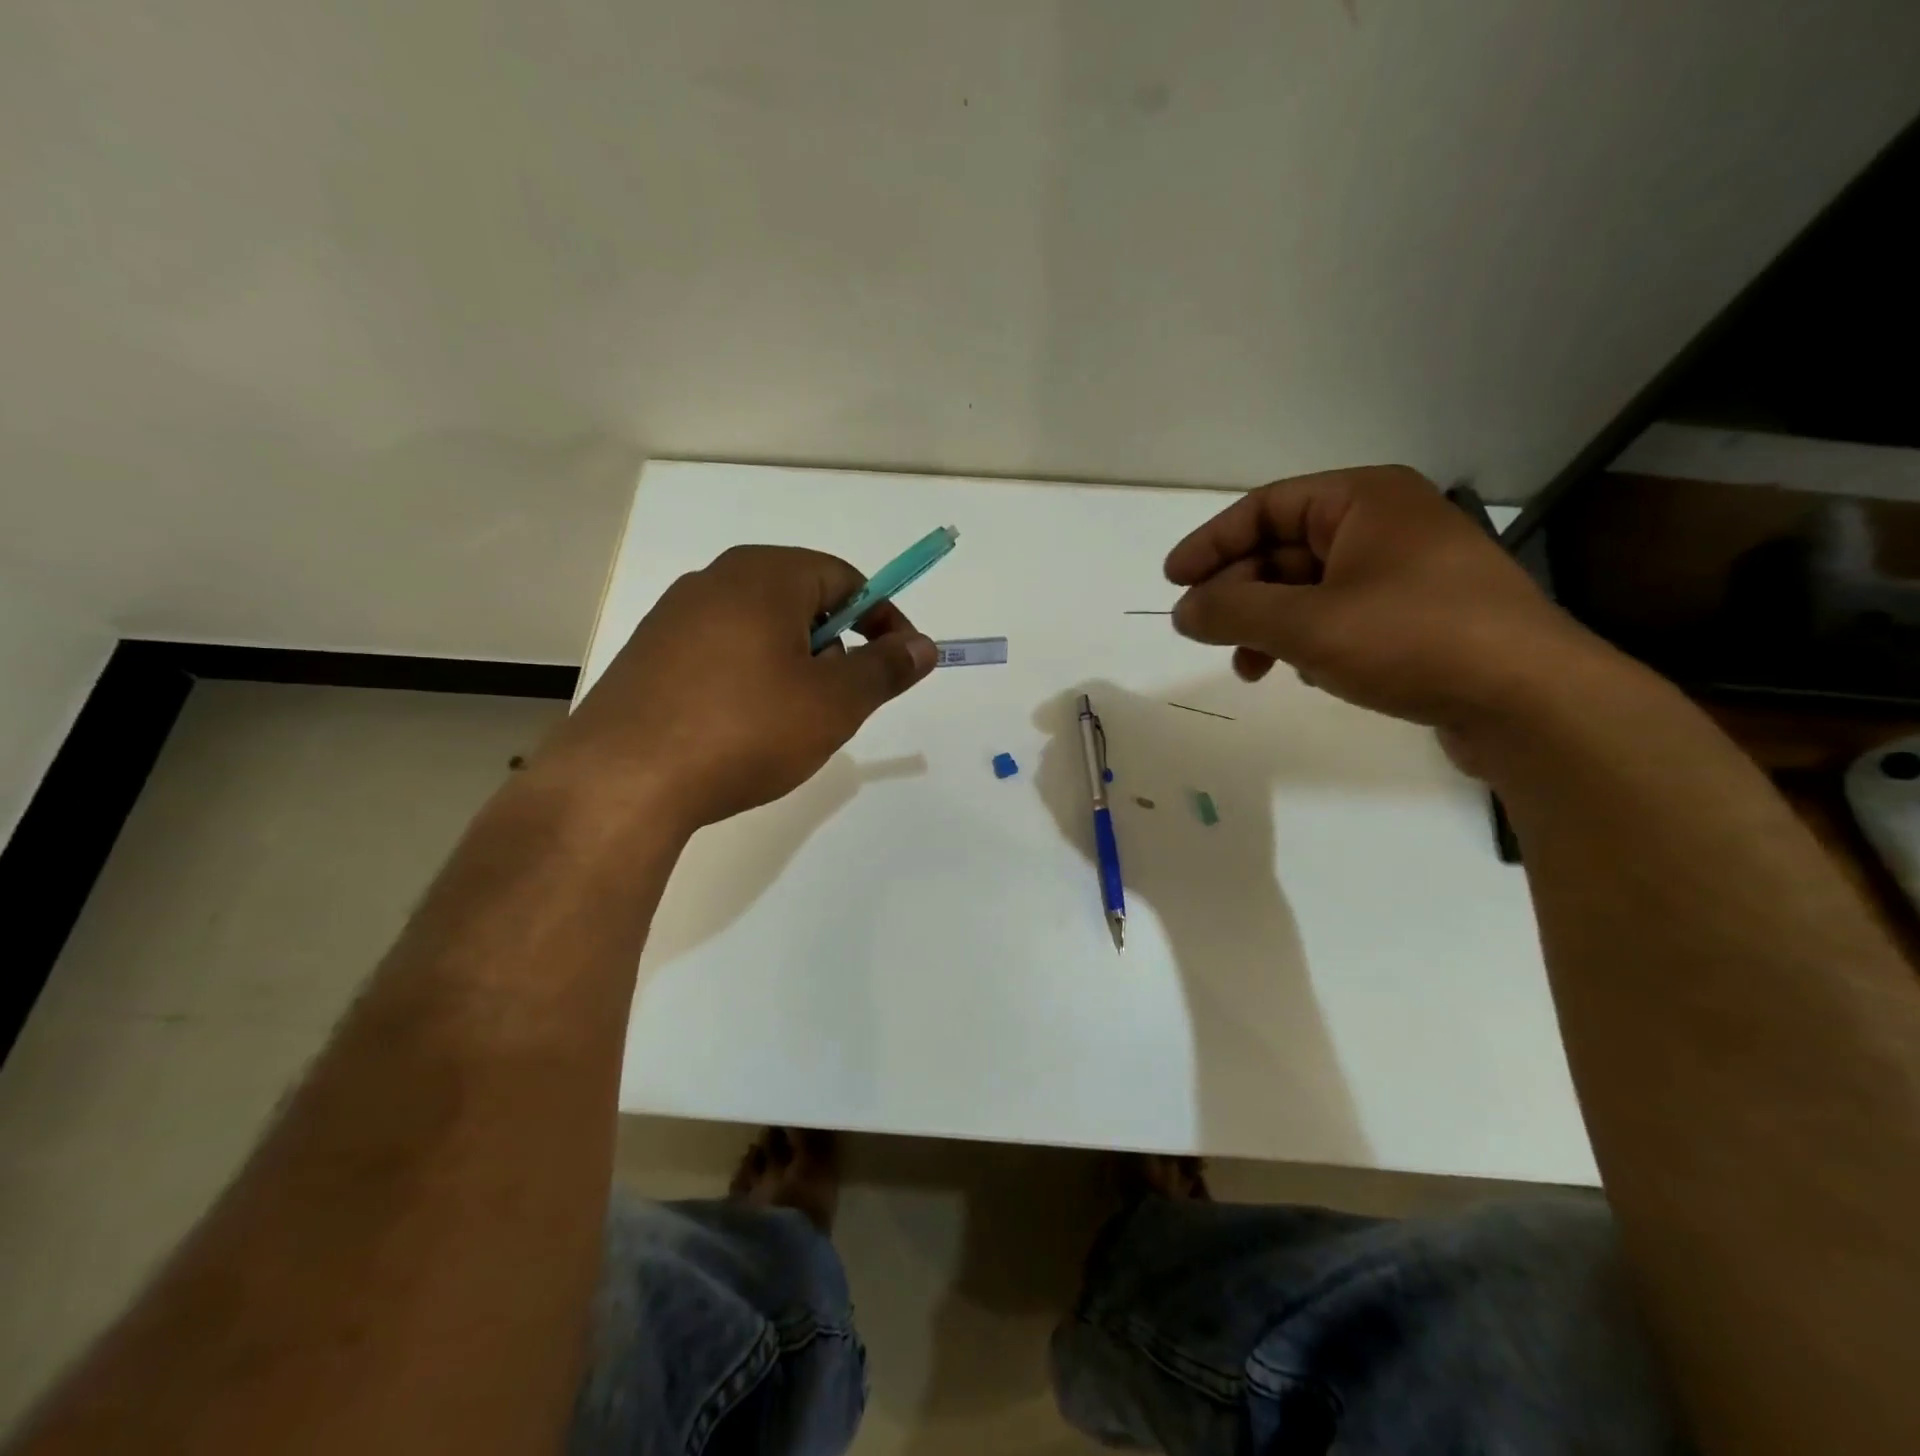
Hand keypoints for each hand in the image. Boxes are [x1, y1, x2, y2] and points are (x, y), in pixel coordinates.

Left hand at [539, 545, 935, 830]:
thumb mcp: (834, 703)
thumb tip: (923, 645)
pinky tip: (744, 730)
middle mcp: (715, 581)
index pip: (845, 578)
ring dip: (794, 669)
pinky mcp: (648, 658)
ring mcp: (673, 618)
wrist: (624, 781)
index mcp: (764, 575)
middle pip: (801, 602)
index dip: (884, 619)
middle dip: (836, 649)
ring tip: (793, 724)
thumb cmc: (745, 729)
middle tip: (844, 702)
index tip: (900, 663)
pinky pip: (721, 656)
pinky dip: (751, 682)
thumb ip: (885, 668)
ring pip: (761, 632)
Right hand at [1166, 466, 1603, 733]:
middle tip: (1203, 633)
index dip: (1211, 544)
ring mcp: (1405, 572)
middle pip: (1284, 549)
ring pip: (1308, 588)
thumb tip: (1182, 610)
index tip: (1173, 582)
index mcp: (1364, 500)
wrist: (1529, 701)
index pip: (1265, 508)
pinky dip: (1305, 639)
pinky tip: (1298, 671)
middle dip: (1239, 593)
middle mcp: (1385, 524)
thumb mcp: (1307, 624)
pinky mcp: (1417, 616)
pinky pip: (1339, 615)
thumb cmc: (1413, 639)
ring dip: (1267, 624)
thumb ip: (1233, 612)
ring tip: (1248, 667)